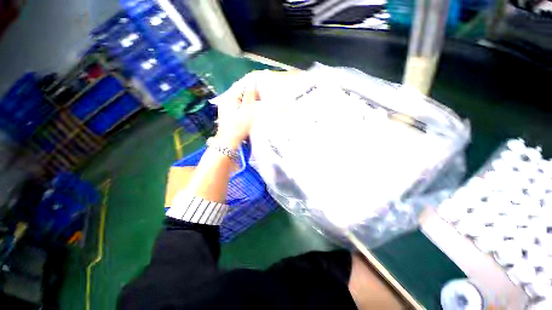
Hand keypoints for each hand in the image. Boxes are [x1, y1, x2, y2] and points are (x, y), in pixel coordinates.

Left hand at [213, 72, 260, 148]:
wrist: (229, 141)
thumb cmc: (239, 126)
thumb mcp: (247, 110)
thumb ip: (250, 96)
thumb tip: (253, 82)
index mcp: (230, 97)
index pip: (241, 85)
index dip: (252, 84)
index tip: (262, 85)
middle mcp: (226, 100)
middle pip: (240, 92)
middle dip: (251, 92)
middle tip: (262, 94)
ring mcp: (226, 107)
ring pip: (240, 99)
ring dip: (249, 99)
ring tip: (259, 101)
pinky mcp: (228, 114)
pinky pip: (238, 105)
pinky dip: (245, 105)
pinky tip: (251, 109)